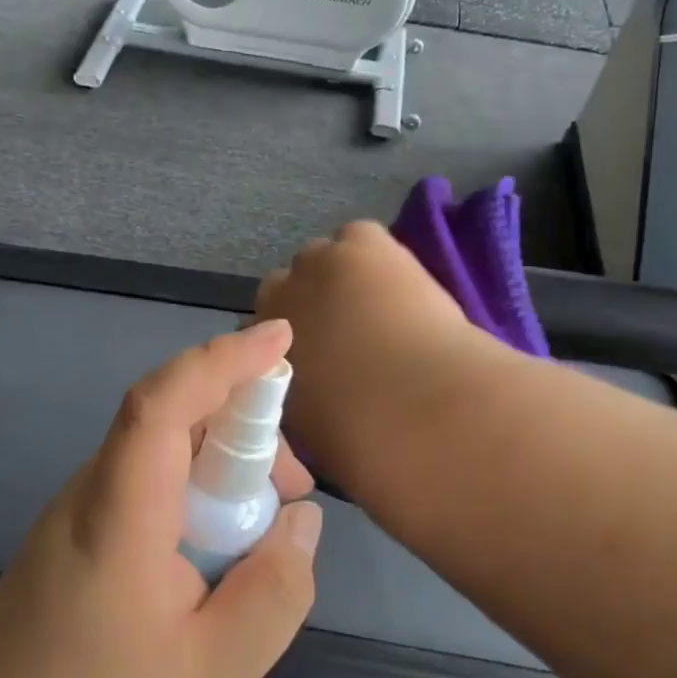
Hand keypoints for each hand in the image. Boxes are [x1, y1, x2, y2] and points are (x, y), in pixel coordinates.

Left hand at [0, 321, 321, 677]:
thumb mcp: (216, 676)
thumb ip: (274, 591)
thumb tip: (302, 519)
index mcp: (120, 515)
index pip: (165, 403)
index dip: (223, 360)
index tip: (280, 338)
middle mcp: (93, 491)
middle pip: (171, 416)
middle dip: (244, 424)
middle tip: (294, 486)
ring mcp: (80, 508)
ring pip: (164, 447)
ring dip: (224, 460)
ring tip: (267, 523)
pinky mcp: (82, 529)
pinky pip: (150, 478)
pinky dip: (198, 486)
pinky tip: (222, 542)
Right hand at [255, 221, 489, 490]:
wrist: (418, 410)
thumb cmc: (362, 439)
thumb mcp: (309, 429)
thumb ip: (296, 399)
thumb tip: (310, 391)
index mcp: (258, 351)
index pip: (258, 333)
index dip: (287, 343)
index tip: (316, 358)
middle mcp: (275, 300)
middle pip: (282, 288)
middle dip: (308, 305)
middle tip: (347, 332)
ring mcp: (315, 264)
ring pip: (320, 260)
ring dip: (340, 278)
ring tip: (377, 306)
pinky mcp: (358, 244)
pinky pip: (357, 238)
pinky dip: (371, 254)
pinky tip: (392, 280)